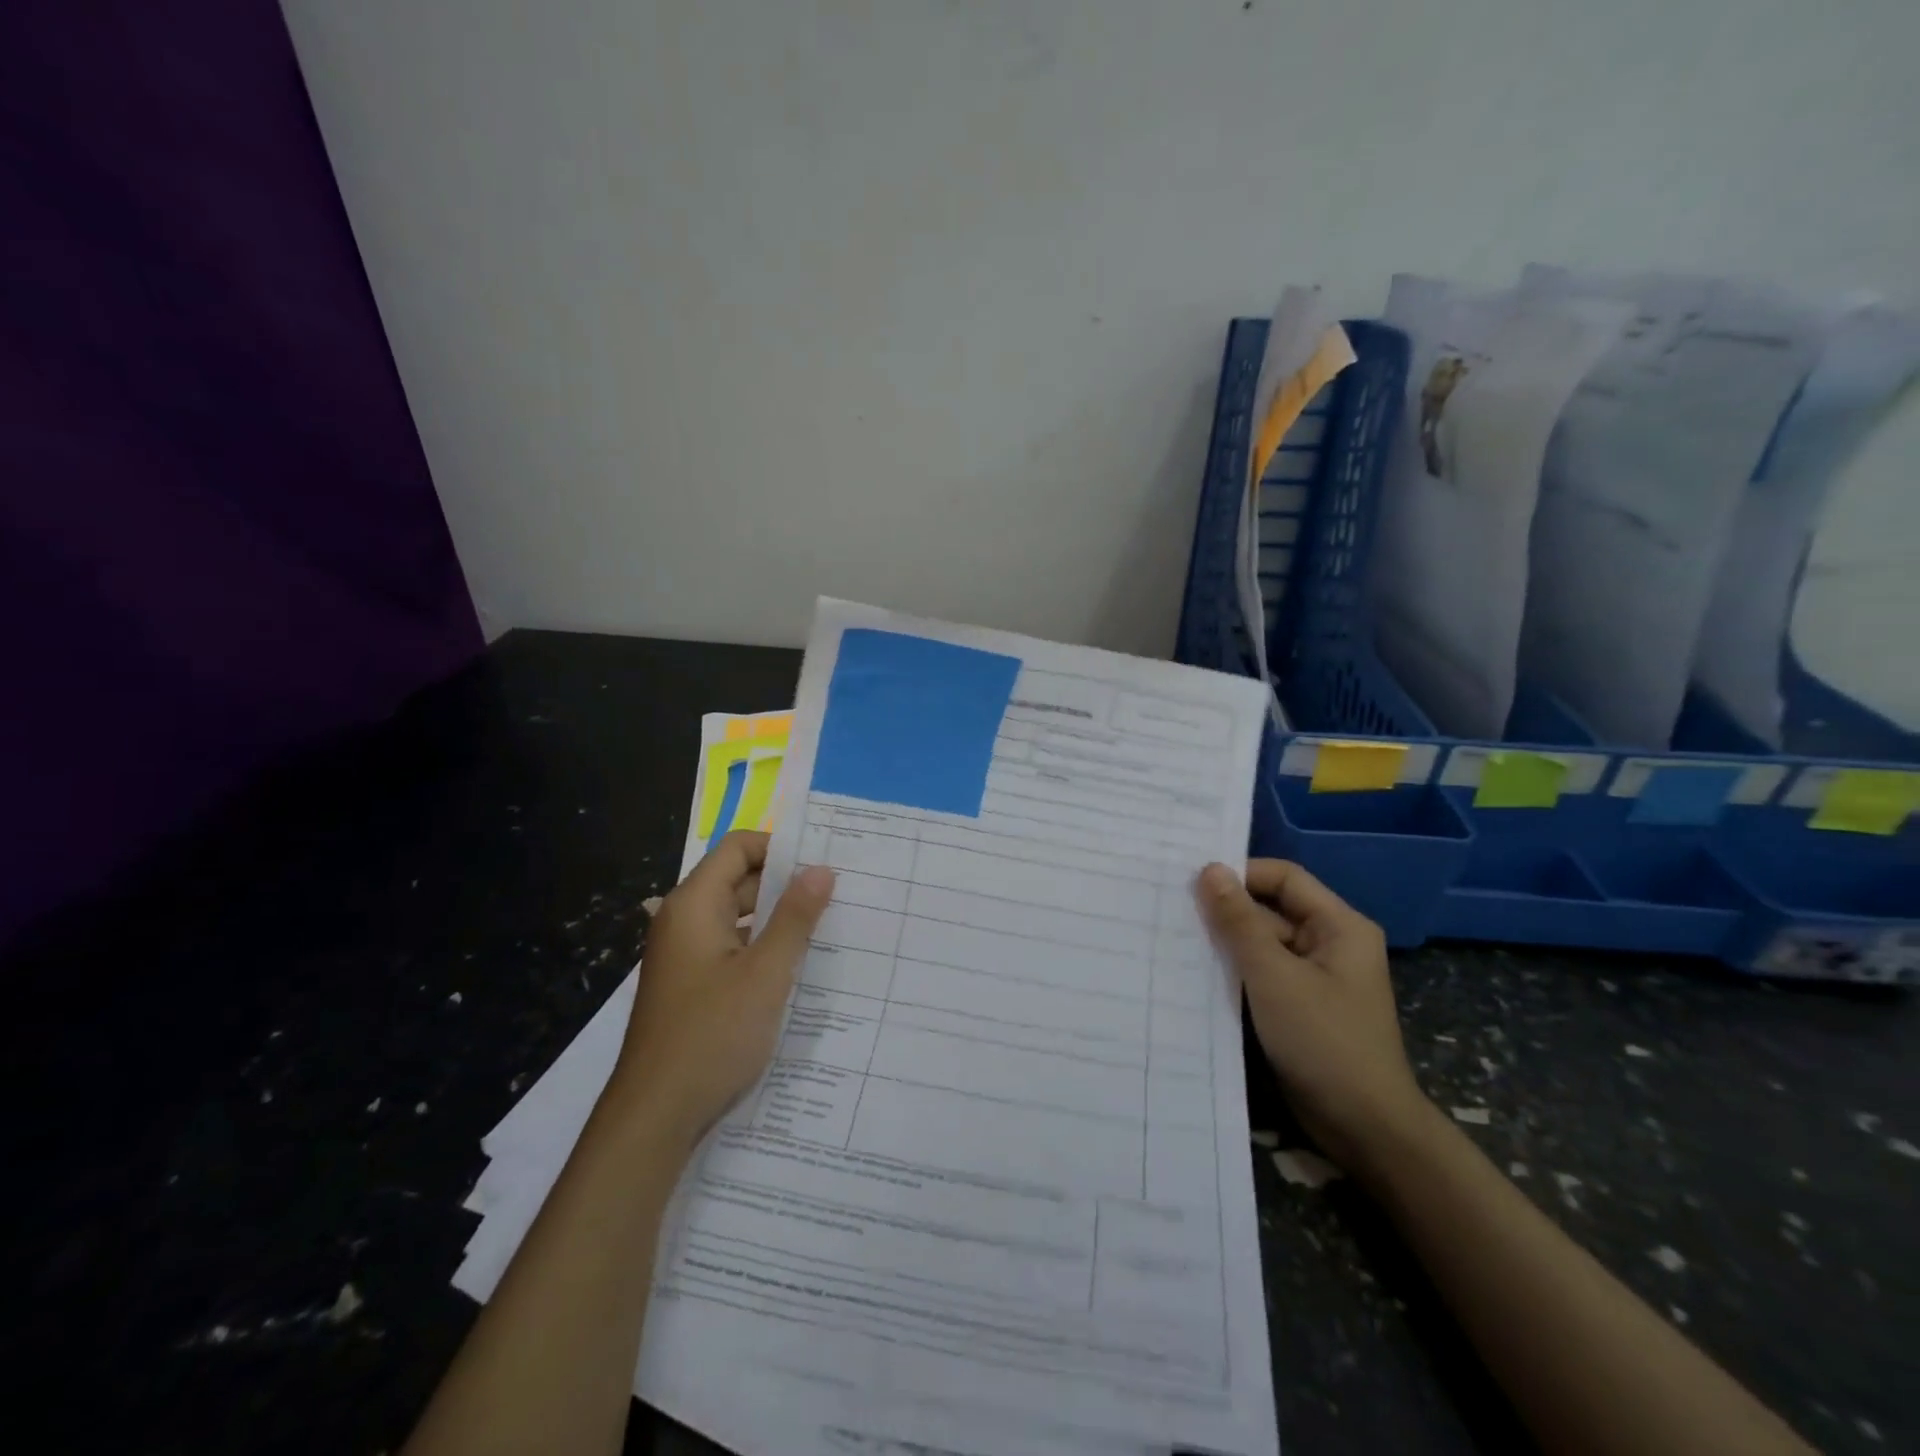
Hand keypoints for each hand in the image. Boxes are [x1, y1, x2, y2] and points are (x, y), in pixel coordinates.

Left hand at [610, 831, 834, 1149]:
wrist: (655, 1116)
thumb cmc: (712, 1034)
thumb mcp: (766, 973)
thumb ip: (795, 918)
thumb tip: (821, 869)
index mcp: (694, 905)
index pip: (738, 847)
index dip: (780, 847)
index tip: (823, 864)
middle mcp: (684, 920)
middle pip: (738, 879)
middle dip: (785, 882)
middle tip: (837, 893)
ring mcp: (685, 954)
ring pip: (738, 916)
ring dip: (777, 918)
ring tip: (828, 926)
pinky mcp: (691, 984)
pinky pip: (731, 947)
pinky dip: (762, 947)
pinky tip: (797, 966)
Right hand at [1196, 859, 1432, 1177]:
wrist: (1365, 1129)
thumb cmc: (1324, 1042)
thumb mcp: (1274, 976)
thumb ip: (1239, 922)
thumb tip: (1210, 870)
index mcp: (1339, 926)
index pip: (1283, 878)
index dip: (1241, 875)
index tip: (1192, 884)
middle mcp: (1329, 943)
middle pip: (1271, 909)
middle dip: (1226, 911)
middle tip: (1173, 912)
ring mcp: (1314, 977)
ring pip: (1262, 944)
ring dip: (1226, 943)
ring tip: (1175, 939)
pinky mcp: (1299, 1006)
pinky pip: (1262, 974)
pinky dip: (1234, 972)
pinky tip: (1196, 974)